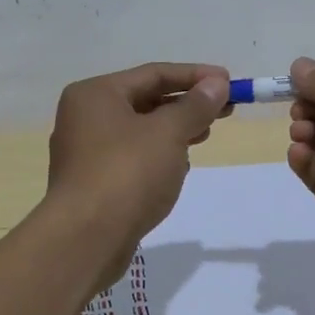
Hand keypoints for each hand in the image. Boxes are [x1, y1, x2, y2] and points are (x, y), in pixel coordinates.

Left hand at [46, 62, 230, 279]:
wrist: (85, 240)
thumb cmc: (127, 173)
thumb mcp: (169, 133)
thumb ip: (195, 105)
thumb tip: (216, 83)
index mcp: (95, 94)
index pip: (153, 73)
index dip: (195, 76)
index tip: (229, 82)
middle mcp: (85, 117)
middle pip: (146, 100)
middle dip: (187, 105)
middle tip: (226, 109)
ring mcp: (86, 152)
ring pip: (140, 131)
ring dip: (175, 130)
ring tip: (206, 134)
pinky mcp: (93, 184)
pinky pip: (133, 158)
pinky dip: (158, 156)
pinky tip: (179, 168)